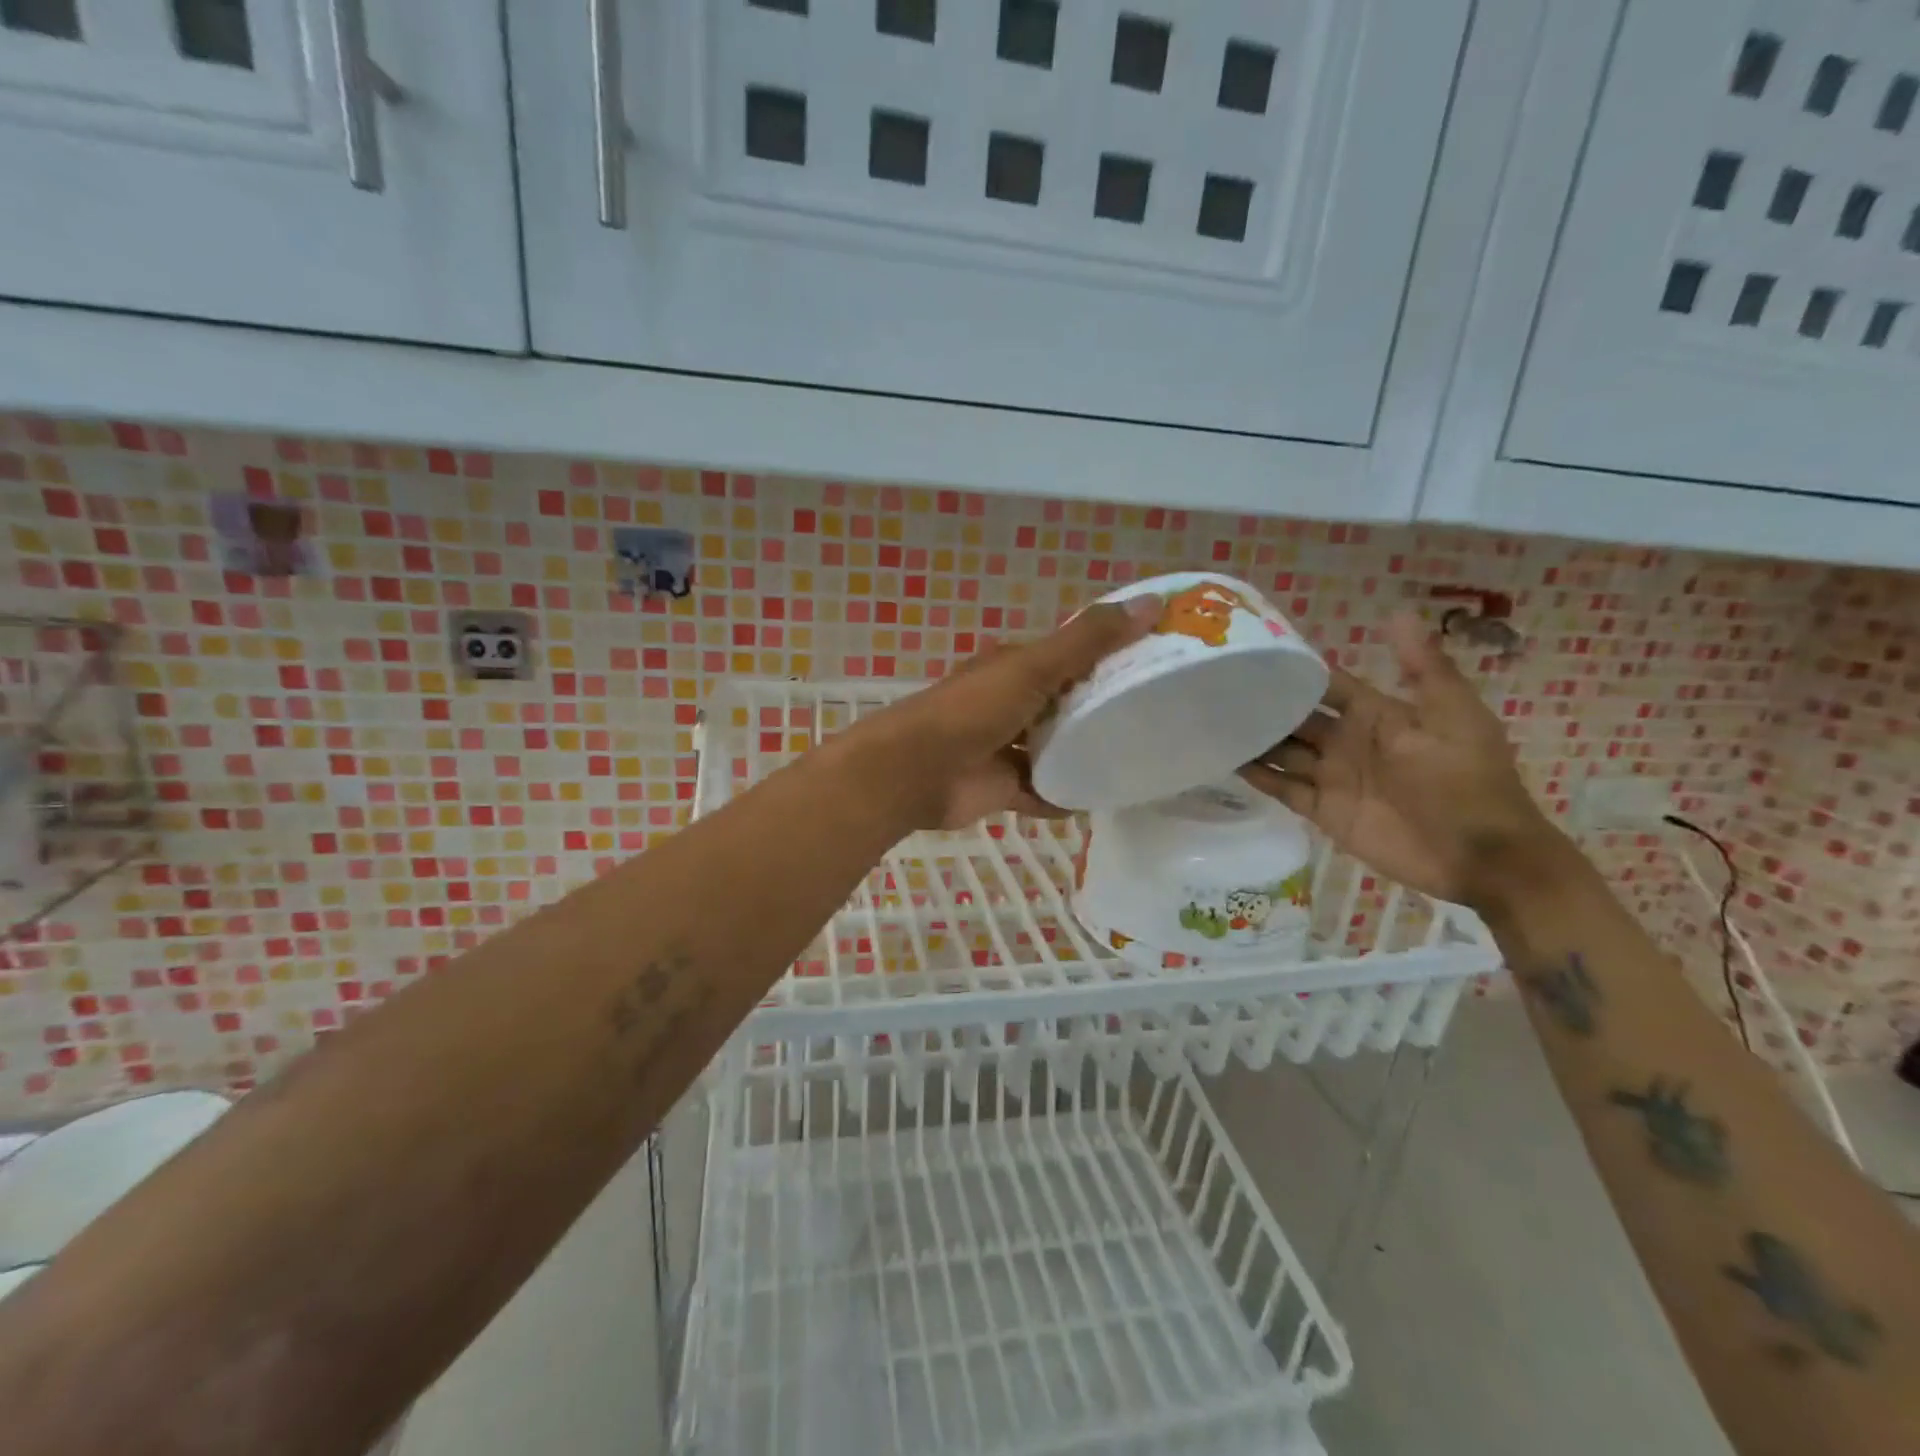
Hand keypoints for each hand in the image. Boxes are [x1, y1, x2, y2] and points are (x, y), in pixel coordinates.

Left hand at [857, 595, 1161, 829]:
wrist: (917, 771)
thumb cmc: (974, 710)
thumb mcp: (1035, 667)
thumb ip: (1089, 641)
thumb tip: (1153, 603)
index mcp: (1015, 667)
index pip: (1069, 656)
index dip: (1108, 656)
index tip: (1157, 663)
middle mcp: (1011, 704)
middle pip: (1064, 705)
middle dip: (1101, 711)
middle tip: (1157, 718)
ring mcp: (1005, 748)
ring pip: (1054, 750)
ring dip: (1084, 756)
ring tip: (1137, 760)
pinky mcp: (1003, 788)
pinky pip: (1043, 792)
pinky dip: (1065, 796)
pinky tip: (1101, 800)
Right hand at [1238, 611, 1565, 911]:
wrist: (1480, 854)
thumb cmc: (1468, 779)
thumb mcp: (1454, 714)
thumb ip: (1423, 667)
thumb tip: (1394, 613)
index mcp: (1376, 715)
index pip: (1327, 685)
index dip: (1296, 671)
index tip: (1254, 654)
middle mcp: (1347, 742)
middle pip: (1296, 719)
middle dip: (1264, 706)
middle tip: (1218, 690)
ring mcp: (1333, 777)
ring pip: (1284, 752)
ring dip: (1255, 741)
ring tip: (1212, 724)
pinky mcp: (1324, 811)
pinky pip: (1284, 790)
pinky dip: (1259, 778)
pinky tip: (1228, 762)